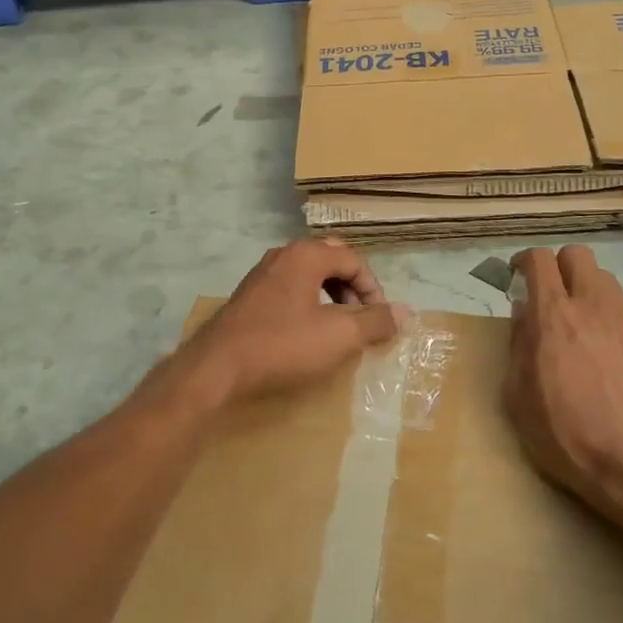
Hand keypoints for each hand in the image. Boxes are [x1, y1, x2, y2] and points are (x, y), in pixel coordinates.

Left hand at [164, 240, 406, 410]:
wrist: (217, 367)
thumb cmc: (282, 345)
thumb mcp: (338, 336)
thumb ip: (374, 321)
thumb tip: (405, 312)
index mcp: (305, 255)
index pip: (353, 259)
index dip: (373, 288)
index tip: (380, 319)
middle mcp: (283, 255)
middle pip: (330, 261)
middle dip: (352, 288)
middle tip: (361, 318)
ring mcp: (262, 274)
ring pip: (308, 275)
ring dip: (331, 296)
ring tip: (338, 327)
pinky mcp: (249, 296)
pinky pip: (290, 289)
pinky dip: (308, 303)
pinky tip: (307, 332)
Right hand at [505, 246, 622, 536]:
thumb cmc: (564, 435)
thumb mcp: (517, 396)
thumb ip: (518, 345)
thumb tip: (523, 311)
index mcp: (552, 315)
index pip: (539, 259)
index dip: (525, 262)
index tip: (518, 277)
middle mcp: (592, 304)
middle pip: (577, 255)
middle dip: (561, 268)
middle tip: (553, 297)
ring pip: (610, 277)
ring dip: (594, 290)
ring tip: (590, 320)